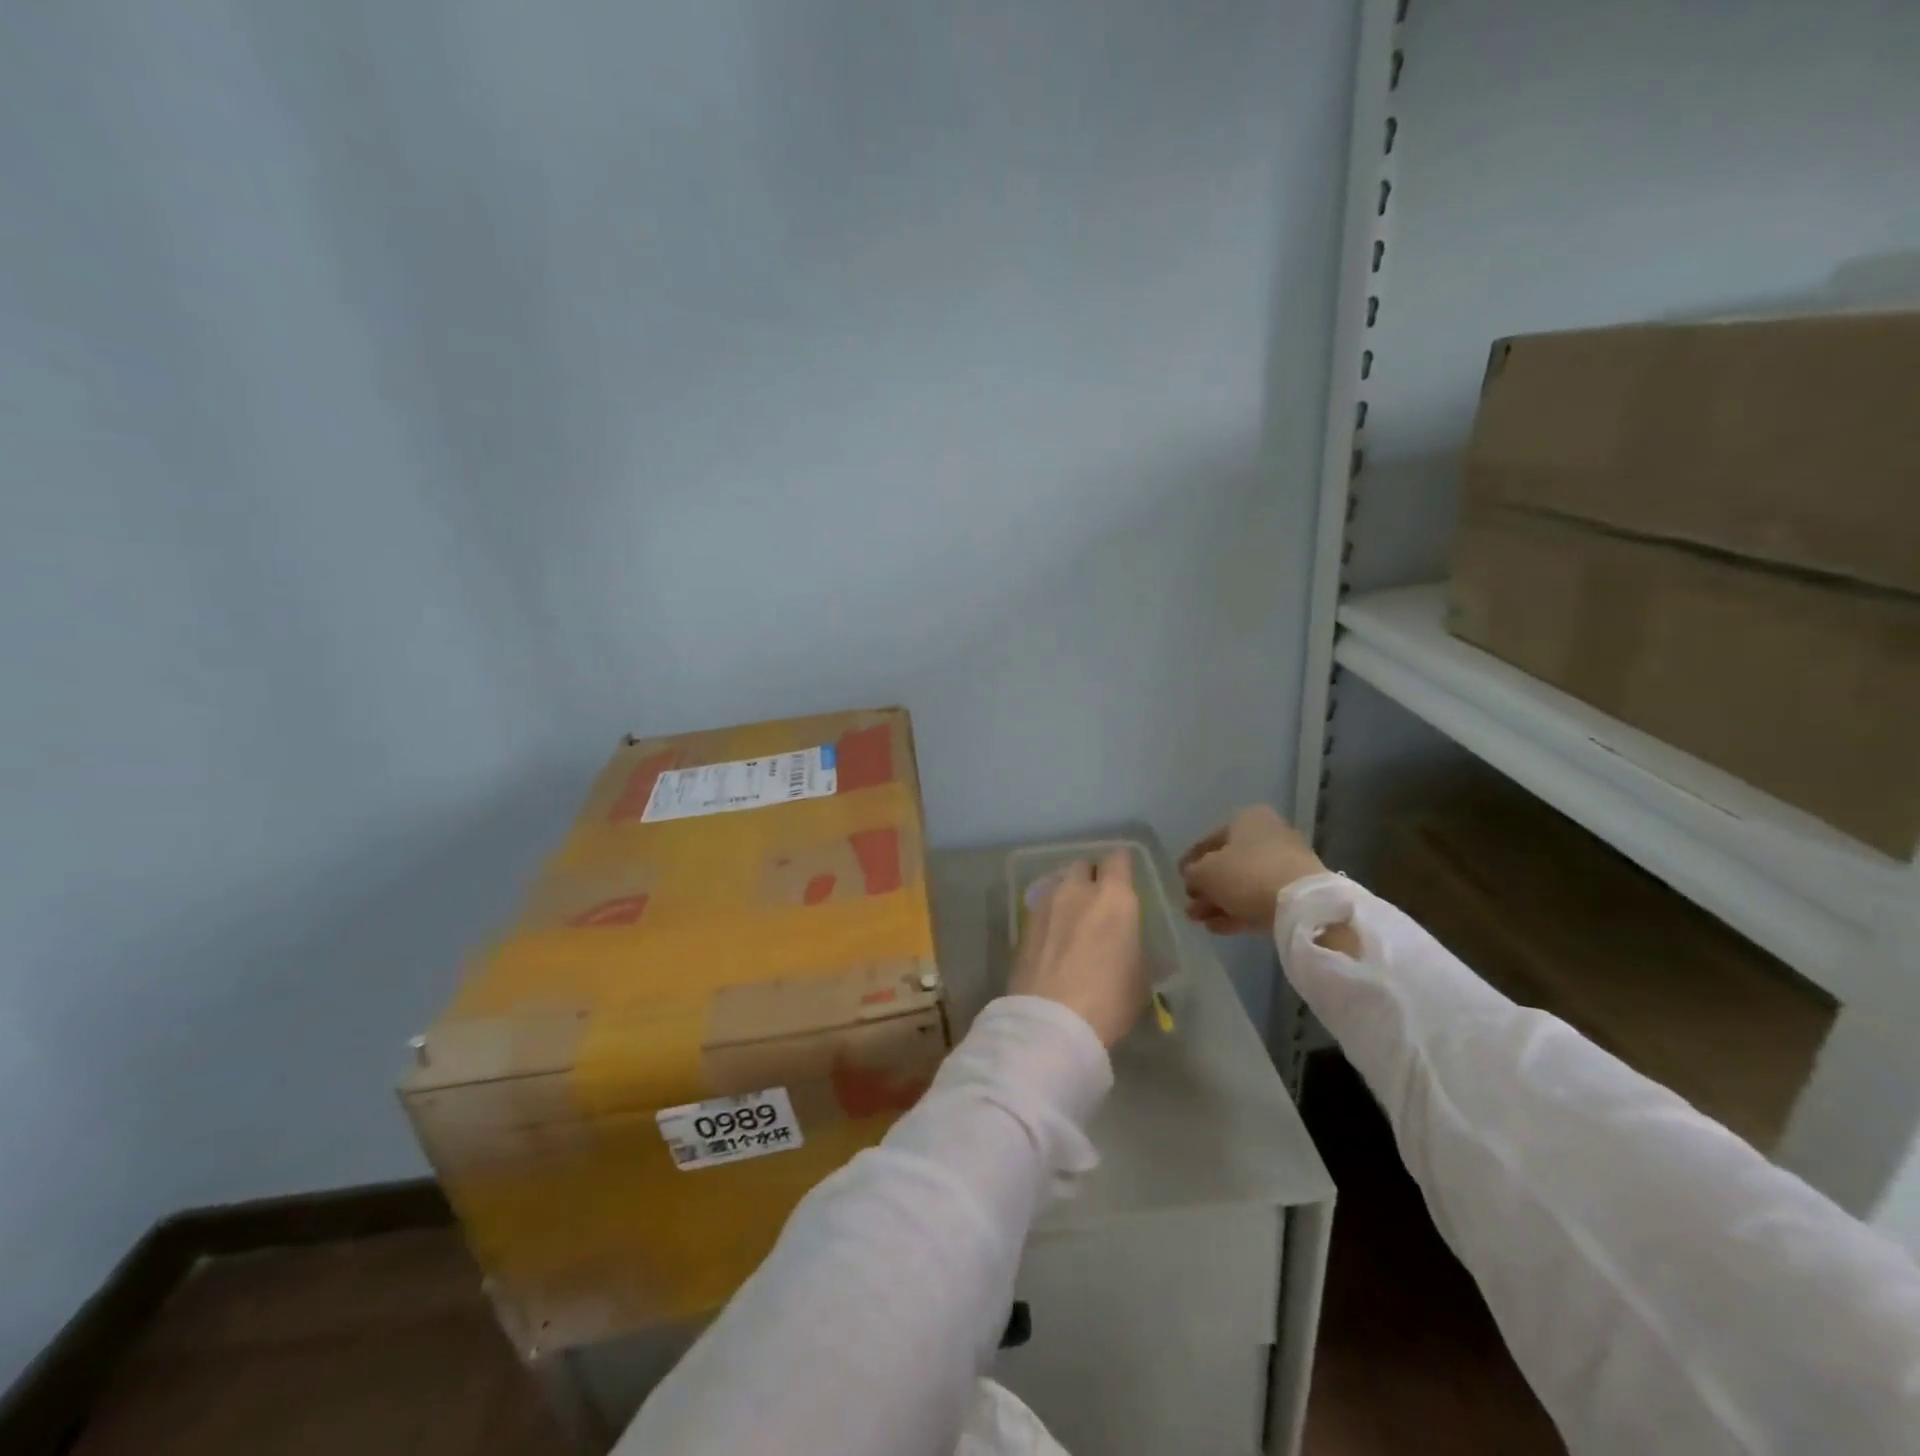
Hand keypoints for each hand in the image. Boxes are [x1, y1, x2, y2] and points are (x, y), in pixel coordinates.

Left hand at [1008, 849, 1147, 1047]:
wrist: (1051, 1021)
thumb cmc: (1109, 1000)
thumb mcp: (1140, 978)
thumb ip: (1133, 948)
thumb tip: (1127, 946)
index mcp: (1114, 897)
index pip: (1119, 860)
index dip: (1122, 866)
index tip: (1125, 878)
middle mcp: (1077, 890)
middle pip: (1083, 866)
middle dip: (1091, 877)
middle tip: (1098, 900)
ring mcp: (1045, 904)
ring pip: (1058, 883)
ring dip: (1067, 894)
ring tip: (1072, 918)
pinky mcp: (1023, 924)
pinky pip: (1041, 907)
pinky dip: (1049, 915)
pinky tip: (1053, 937)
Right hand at [1179, 805, 1323, 934]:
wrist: (1302, 904)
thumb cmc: (1246, 874)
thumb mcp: (1206, 872)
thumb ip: (1193, 873)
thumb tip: (1192, 877)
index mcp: (1247, 819)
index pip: (1210, 839)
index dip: (1190, 860)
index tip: (1179, 878)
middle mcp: (1268, 835)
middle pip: (1228, 863)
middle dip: (1206, 887)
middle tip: (1190, 904)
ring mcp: (1285, 864)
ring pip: (1243, 884)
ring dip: (1219, 902)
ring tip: (1199, 921)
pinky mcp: (1296, 892)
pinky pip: (1260, 899)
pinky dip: (1238, 911)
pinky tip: (1219, 927)